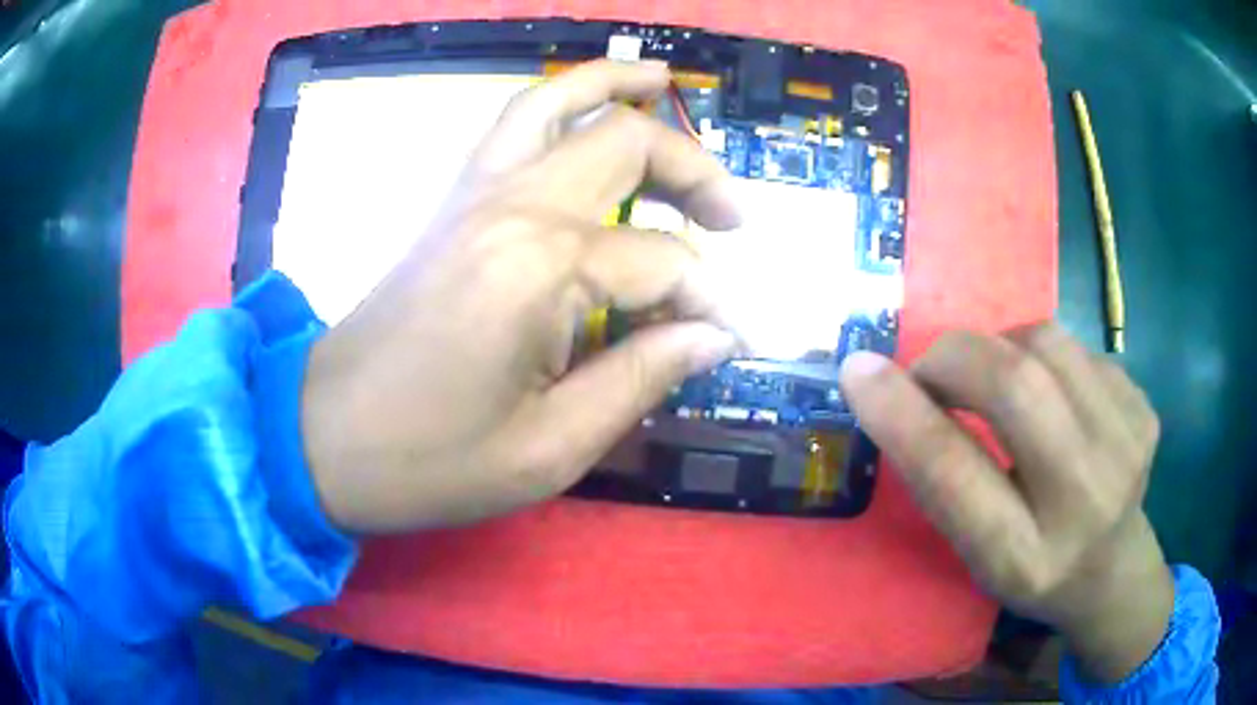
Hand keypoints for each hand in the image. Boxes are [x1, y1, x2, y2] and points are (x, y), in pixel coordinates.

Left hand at [299, 60, 741, 533]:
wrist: (323, 436)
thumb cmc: (428, 459)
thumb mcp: (550, 448)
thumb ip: (642, 377)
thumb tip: (715, 336)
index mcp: (542, 269)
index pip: (664, 262)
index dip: (710, 301)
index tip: (732, 339)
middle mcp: (512, 207)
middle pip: (626, 144)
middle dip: (695, 171)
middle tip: (731, 219)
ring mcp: (474, 194)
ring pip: (557, 102)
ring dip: (619, 89)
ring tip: (666, 82)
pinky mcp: (451, 204)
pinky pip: (511, 125)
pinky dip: (559, 102)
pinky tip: (587, 110)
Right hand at [839, 323, 1171, 683]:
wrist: (1113, 569)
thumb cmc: (1031, 569)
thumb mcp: (975, 553)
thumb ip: (943, 480)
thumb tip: (887, 385)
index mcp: (1024, 558)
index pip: (955, 476)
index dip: (903, 415)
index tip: (858, 370)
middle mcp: (1084, 501)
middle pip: (1015, 385)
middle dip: (956, 358)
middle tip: (934, 371)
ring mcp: (1127, 446)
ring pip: (1047, 343)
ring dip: (1002, 348)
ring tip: (998, 380)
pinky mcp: (1145, 409)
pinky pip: (1080, 348)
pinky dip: (1047, 357)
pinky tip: (1054, 396)